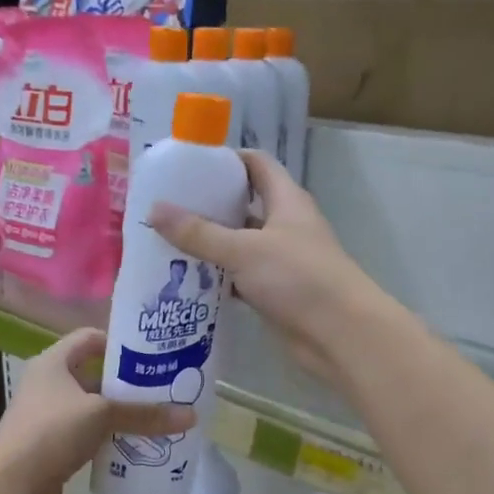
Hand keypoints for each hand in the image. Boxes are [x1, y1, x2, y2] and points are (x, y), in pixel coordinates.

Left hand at [0, 328, 194, 493]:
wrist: (11, 486)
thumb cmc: (52, 432)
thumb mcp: (102, 415)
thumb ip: (144, 414)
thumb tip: (192, 416)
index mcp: (53, 363)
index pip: (89, 338)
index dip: (119, 343)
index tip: (151, 355)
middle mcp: (48, 385)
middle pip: (93, 375)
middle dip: (127, 384)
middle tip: (164, 389)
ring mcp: (48, 417)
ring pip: (92, 409)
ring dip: (119, 414)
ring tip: (157, 418)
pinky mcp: (52, 447)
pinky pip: (87, 436)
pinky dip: (108, 439)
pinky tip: (134, 446)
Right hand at [151, 152, 387, 385]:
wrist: (340, 334)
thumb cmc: (298, 278)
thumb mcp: (243, 250)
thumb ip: (199, 233)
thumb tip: (154, 210)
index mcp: (286, 201)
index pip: (256, 164)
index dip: (226, 159)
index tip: (188, 165)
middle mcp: (285, 225)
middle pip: (243, 205)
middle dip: (208, 205)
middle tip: (166, 207)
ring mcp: (281, 260)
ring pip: (239, 244)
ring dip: (209, 244)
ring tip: (166, 242)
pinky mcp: (275, 292)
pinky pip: (240, 277)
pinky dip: (218, 277)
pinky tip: (187, 281)